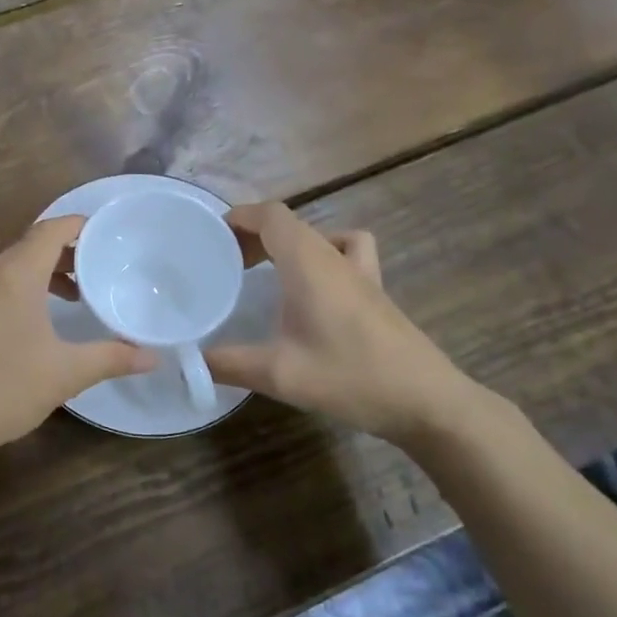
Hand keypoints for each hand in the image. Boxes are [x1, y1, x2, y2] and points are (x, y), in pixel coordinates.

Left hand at [0, 217, 156, 463]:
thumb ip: (110, 359)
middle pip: (30, 246)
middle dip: (64, 253)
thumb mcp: (64, 375)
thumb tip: (153, 357)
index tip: (103, 235)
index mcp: (17, 278)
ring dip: (32, 263)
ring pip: (2, 258)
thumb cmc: (2, 391)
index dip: (77, 227)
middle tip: (92, 275)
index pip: (51, 232)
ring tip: (60, 286)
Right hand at [204, 202, 483, 442]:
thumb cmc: (351, 377)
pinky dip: (322, 253)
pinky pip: (345, 251)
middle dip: (252, 233)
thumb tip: (188, 361)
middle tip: (225, 261)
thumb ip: (227, 364)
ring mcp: (360, 272)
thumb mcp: (279, 375)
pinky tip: (314, 285)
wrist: (427, 402)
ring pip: (316, 236)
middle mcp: (333, 256)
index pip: (270, 215)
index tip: (211, 236)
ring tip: (265, 269)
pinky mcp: (375, 291)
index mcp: (308, 262)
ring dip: (285, 243)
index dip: (238, 216)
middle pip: (289, 223)